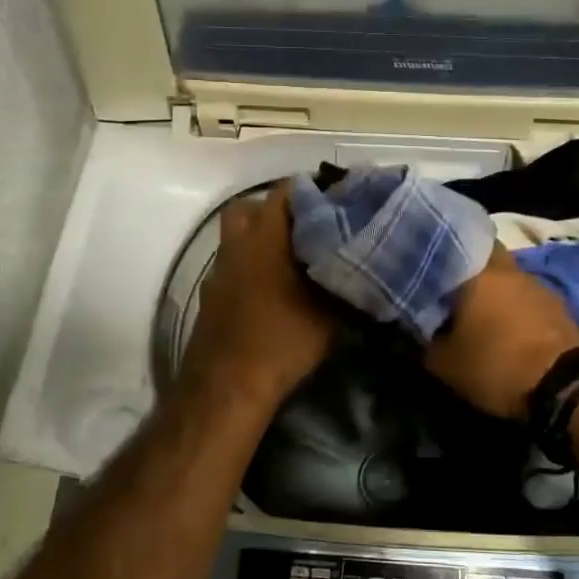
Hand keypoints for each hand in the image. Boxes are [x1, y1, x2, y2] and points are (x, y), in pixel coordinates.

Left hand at [180, 185, 337, 409]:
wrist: (226, 387)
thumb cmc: (281, 342)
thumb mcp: (328, 315)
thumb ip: (346, 285)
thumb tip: (367, 268)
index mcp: (265, 238)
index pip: (286, 192)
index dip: (314, 191)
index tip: (338, 202)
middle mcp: (237, 245)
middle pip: (252, 208)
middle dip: (279, 211)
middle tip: (309, 228)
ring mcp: (218, 271)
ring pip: (238, 237)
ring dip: (262, 240)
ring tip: (294, 260)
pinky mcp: (211, 296)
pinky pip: (233, 266)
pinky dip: (251, 267)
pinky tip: (273, 291)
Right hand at [425, 246, 578, 420]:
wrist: (565, 387)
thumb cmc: (497, 366)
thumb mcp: (445, 364)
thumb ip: (422, 342)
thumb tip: (409, 330)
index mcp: (479, 272)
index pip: (452, 244)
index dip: (435, 254)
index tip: (420, 268)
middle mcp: (509, 269)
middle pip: (484, 255)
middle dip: (467, 268)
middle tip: (447, 289)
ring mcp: (537, 285)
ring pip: (506, 276)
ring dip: (492, 288)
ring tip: (474, 310)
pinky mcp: (557, 306)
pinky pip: (525, 296)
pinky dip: (512, 305)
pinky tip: (502, 325)